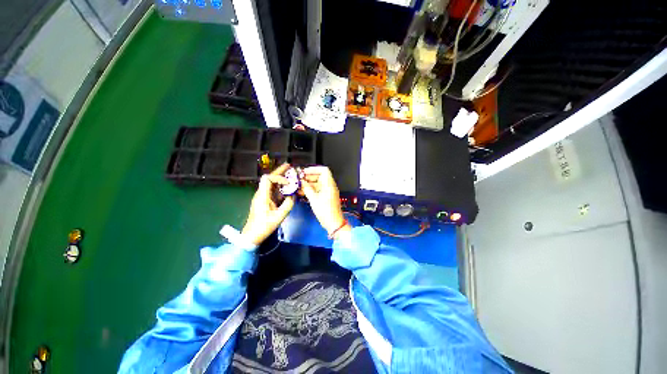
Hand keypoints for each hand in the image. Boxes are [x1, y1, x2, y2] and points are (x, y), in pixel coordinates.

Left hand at [242, 164, 294, 244]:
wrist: (252, 235)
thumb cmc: (264, 226)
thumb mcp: (279, 216)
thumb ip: (288, 205)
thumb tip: (293, 196)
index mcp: (262, 196)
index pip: (267, 179)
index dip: (278, 177)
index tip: (288, 183)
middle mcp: (261, 193)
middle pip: (269, 178)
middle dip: (279, 172)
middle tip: (289, 166)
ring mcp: (262, 197)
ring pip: (271, 183)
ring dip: (280, 178)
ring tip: (290, 174)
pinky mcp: (264, 201)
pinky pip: (272, 190)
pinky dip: (280, 186)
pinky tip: (286, 186)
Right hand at [300, 166, 350, 238]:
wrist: (333, 223)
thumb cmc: (325, 211)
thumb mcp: (314, 199)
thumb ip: (307, 189)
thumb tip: (301, 182)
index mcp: (329, 184)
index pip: (323, 170)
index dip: (313, 169)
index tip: (304, 173)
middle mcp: (330, 186)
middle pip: (319, 176)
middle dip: (308, 177)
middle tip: (298, 180)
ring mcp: (328, 191)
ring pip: (317, 183)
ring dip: (308, 184)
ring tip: (298, 187)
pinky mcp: (326, 197)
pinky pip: (318, 190)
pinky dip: (311, 190)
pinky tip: (302, 192)